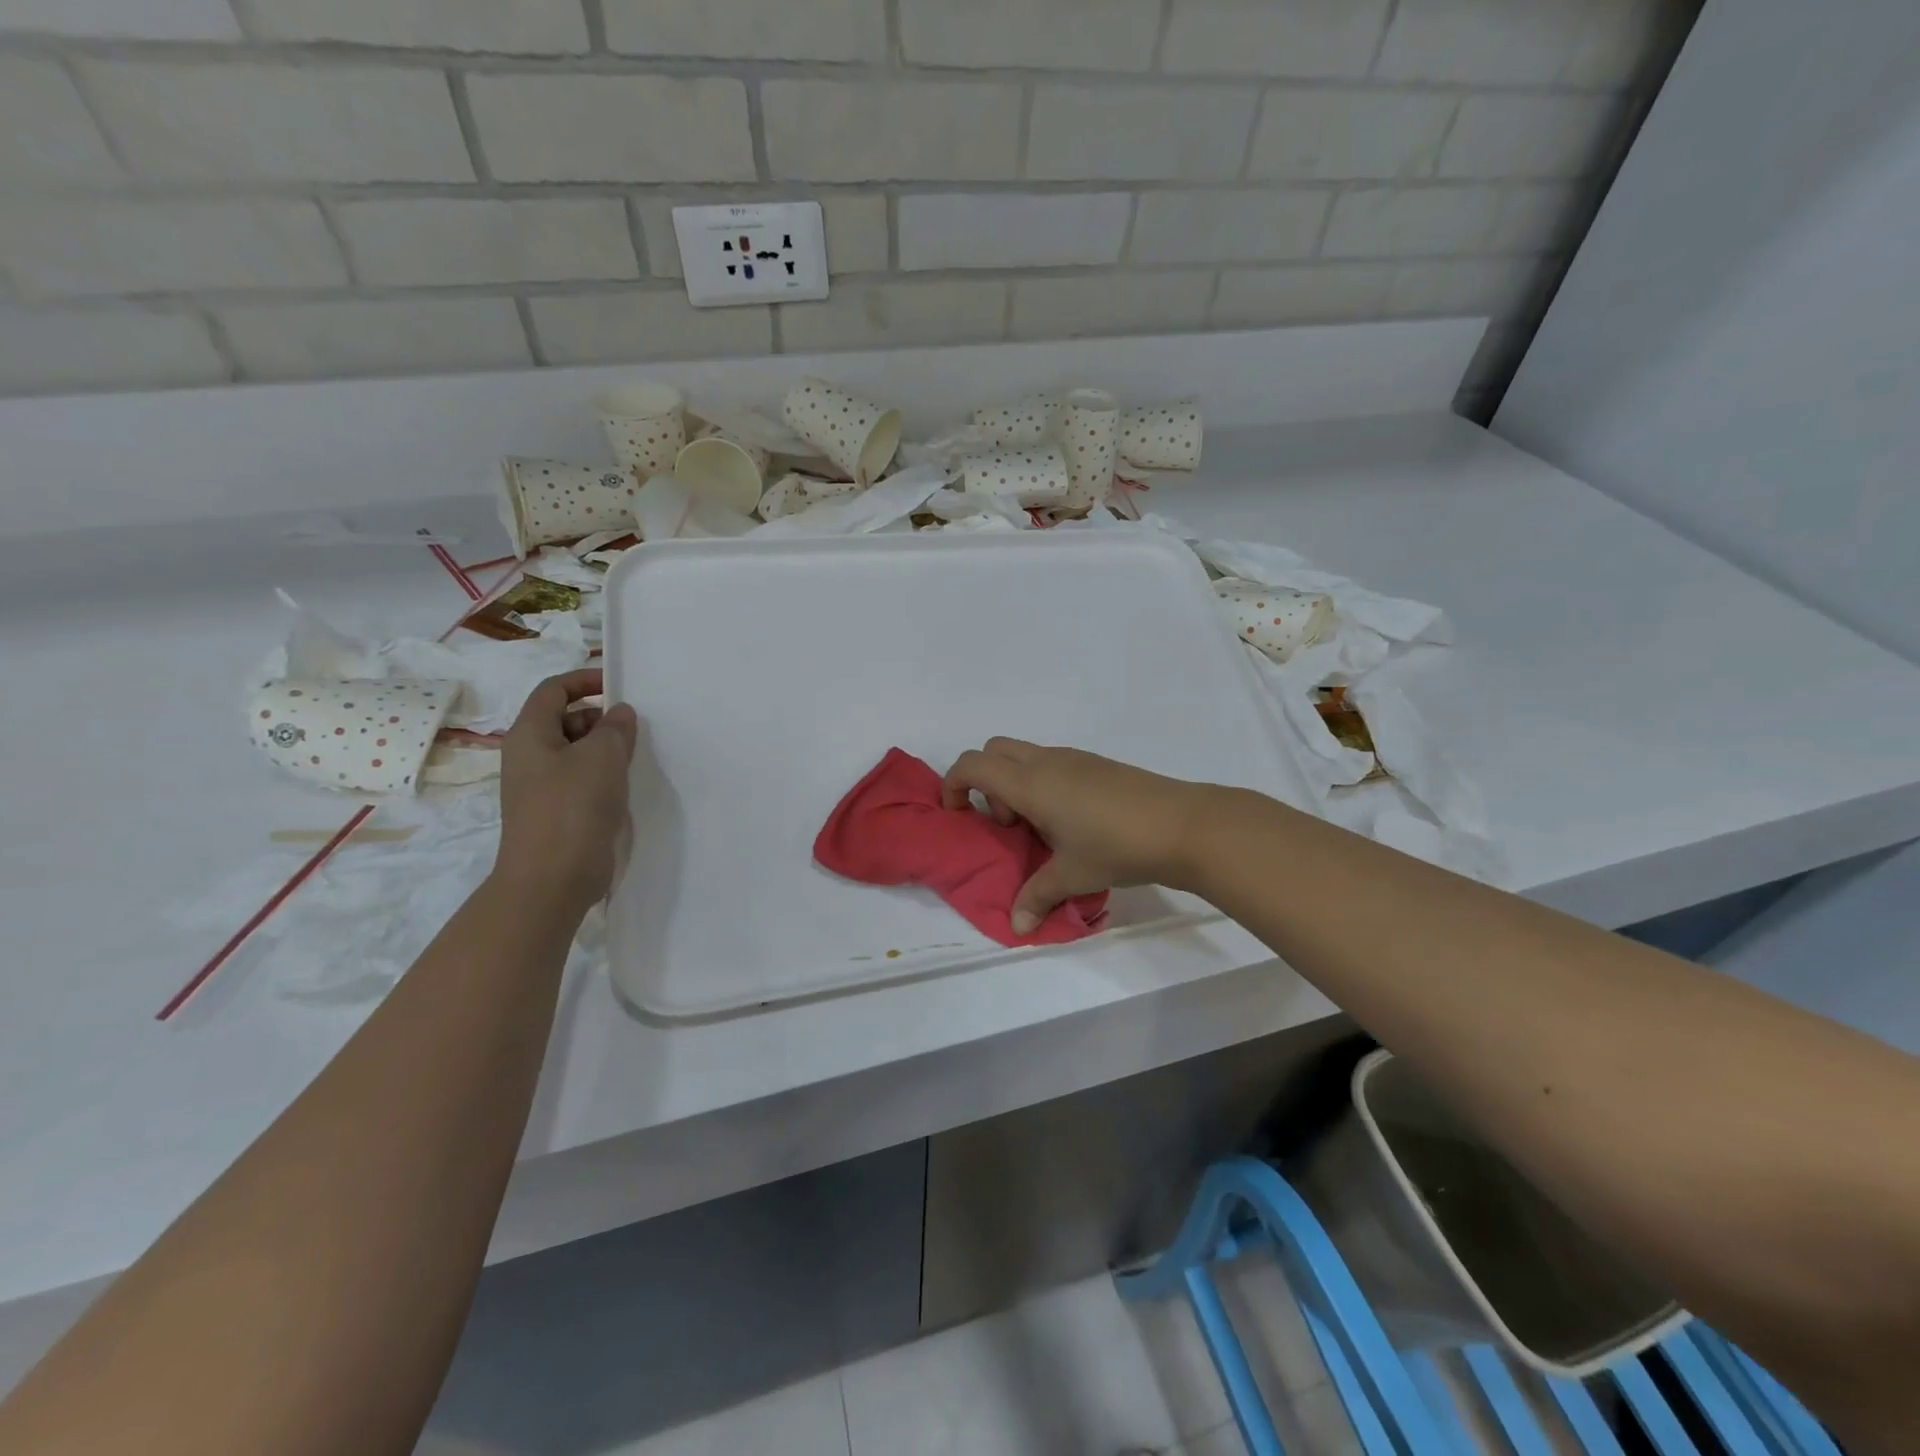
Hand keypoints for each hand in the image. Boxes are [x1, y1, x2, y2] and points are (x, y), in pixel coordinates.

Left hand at [495, 669, 639, 914]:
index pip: (553, 690)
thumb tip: (619, 714)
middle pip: (565, 720)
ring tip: (635, 758)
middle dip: (600, 718)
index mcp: (530, 734)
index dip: (584, 680)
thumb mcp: (602, 757)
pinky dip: (604, 776)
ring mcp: (541, 787)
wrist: (551, 880)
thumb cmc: (573, 808)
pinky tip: (627, 787)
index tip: (618, 686)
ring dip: (605, 749)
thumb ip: (615, 728)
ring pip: (576, 752)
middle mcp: (530, 756)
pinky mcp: (557, 812)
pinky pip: (581, 780)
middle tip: (634, 730)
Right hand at [941, 738, 1211, 933]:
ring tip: (1041, 829)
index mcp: (1030, 783)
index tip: (959, 816)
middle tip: (1006, 824)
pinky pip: (1052, 764)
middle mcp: (1047, 762)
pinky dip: (1043, 784)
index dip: (954, 785)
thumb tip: (1018, 926)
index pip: (973, 764)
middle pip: (994, 751)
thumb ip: (1037, 896)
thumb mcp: (1072, 875)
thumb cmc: (1116, 847)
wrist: (1182, 825)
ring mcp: (1075, 759)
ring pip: (1025, 756)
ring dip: (1016, 785)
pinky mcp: (1097, 764)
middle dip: (985, 782)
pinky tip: (1071, 823)